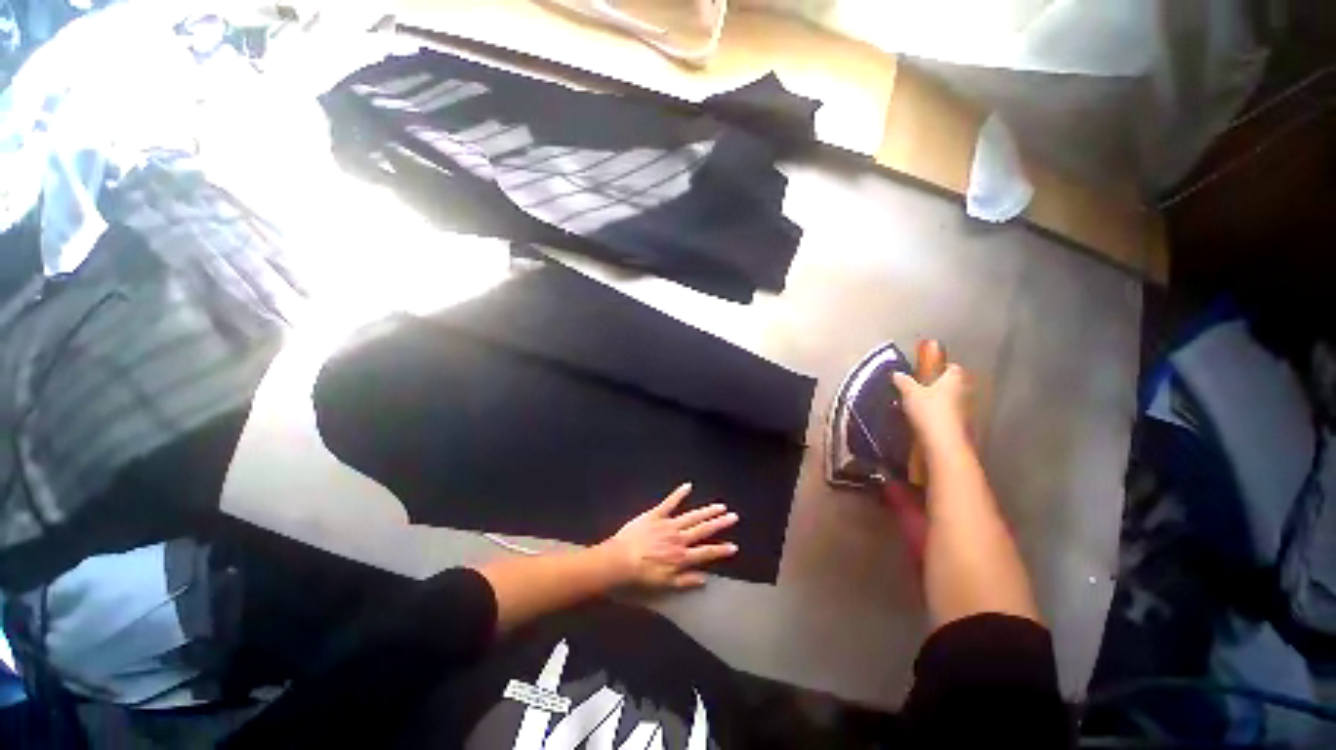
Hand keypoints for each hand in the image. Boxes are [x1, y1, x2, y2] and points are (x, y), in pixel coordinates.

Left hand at [597, 483, 738, 588]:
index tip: (734, 546)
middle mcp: (678, 539)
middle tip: (733, 517)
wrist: (619, 561)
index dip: (720, 550)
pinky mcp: (655, 515)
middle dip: (719, 523)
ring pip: (691, 516)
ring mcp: (668, 524)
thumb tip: (705, 578)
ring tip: (720, 506)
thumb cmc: (639, 577)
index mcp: (681, 557)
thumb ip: (685, 581)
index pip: (706, 553)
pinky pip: (669, 502)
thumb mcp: (664, 586)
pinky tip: (688, 486)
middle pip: (703, 530)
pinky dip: (678, 494)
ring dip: (706, 510)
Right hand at [893, 363, 970, 448]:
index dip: (941, 368)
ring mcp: (967, 410)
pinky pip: (951, 416)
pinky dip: (941, 417)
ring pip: (953, 401)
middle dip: (940, 386)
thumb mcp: (910, 393)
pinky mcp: (964, 426)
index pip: (953, 367)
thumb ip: (903, 382)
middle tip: (921, 389)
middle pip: (954, 385)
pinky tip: (927, 422)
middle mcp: (965, 392)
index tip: (929, 371)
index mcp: (954, 379)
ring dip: (941, 402)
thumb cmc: (929, 411)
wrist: (944, 443)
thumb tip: (897, 374)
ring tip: (921, 407)